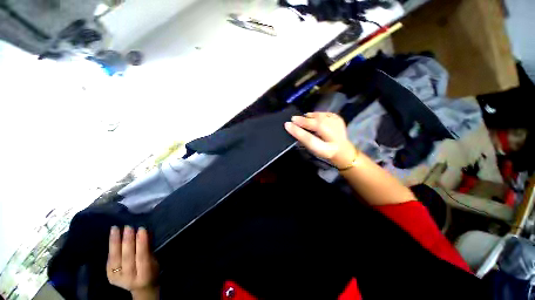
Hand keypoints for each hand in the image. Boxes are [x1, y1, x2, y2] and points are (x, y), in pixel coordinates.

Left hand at [107, 226, 158, 299]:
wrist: (141, 288)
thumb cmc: (152, 270)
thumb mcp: (154, 260)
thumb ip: (148, 248)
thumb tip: (145, 232)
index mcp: (144, 274)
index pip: (142, 256)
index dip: (141, 243)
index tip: (141, 229)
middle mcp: (129, 278)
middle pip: (127, 257)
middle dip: (127, 241)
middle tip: (128, 227)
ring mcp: (117, 278)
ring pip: (115, 258)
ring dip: (115, 242)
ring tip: (115, 229)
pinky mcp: (109, 276)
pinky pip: (110, 260)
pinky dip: (111, 248)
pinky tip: (112, 237)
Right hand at [284, 112, 355, 168]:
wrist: (342, 150)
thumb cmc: (323, 150)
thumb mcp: (312, 149)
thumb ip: (303, 140)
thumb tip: (293, 128)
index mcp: (326, 149)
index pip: (310, 139)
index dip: (298, 131)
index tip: (287, 125)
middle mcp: (334, 138)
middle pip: (318, 126)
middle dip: (303, 121)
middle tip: (293, 119)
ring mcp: (339, 127)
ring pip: (321, 118)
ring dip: (309, 117)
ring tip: (301, 119)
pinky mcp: (339, 119)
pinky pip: (325, 113)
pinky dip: (316, 114)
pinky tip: (311, 117)